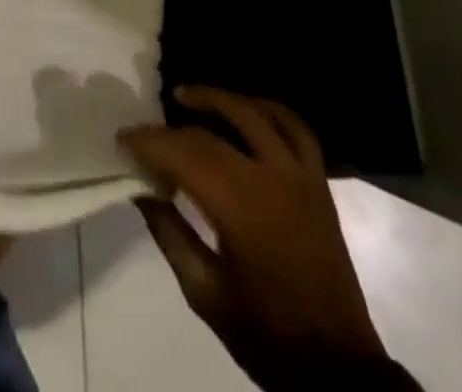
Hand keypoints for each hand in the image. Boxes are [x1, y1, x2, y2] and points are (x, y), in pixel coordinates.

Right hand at [120, 86, 398, 391]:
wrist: (338, 369)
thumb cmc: (266, 334)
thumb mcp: (205, 294)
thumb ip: (170, 233)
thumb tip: (140, 187)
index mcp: (243, 209)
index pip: (187, 154)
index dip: (151, 142)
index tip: (123, 139)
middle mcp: (273, 178)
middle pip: (214, 132)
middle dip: (174, 126)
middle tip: (147, 126)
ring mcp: (301, 176)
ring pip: (257, 113)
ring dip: (219, 99)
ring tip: (187, 96)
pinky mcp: (319, 182)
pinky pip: (295, 127)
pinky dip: (267, 109)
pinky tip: (245, 110)